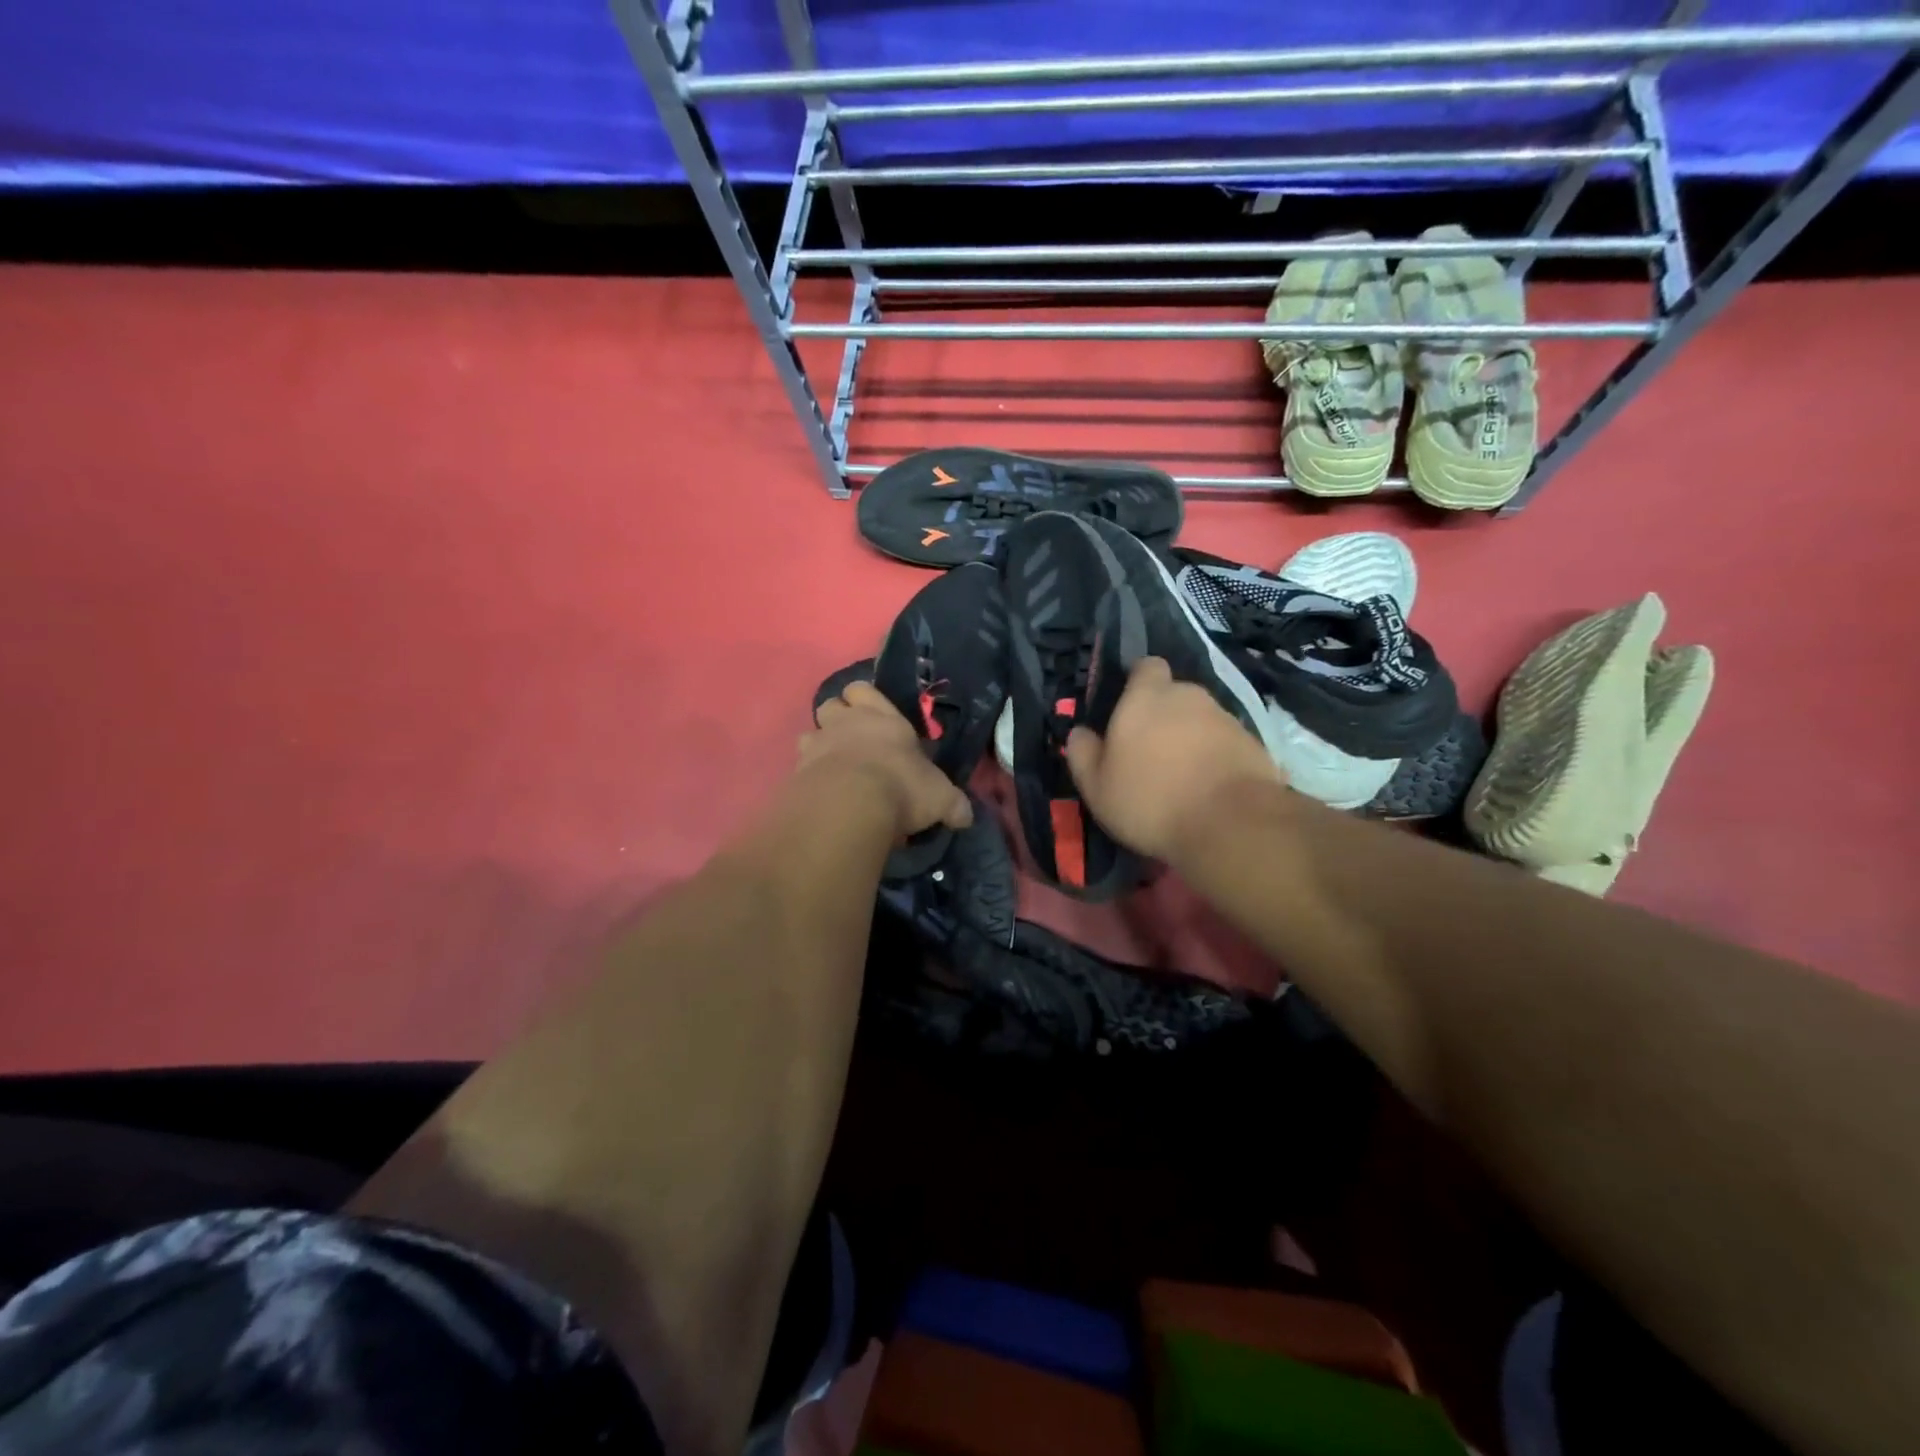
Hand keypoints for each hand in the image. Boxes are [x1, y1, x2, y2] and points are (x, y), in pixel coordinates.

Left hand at [799, 680, 973, 841]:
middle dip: (838, 718)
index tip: (875, 717)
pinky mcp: (796, 773)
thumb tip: (966, 816)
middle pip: (830, 704)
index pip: (864, 689)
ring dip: (820, 748)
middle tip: (854, 742)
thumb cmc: (901, 787)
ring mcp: (816, 746)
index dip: (865, 699)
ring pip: (809, 734)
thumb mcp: (940, 797)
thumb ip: (953, 804)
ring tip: (835, 770)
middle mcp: (845, 723)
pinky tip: (823, 797)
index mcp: (882, 717)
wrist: (848, 806)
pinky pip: (799, 768)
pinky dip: (809, 778)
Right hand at [1065, 656, 1285, 862]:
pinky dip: (1215, 758)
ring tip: (1181, 775)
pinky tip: (1207, 788)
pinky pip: (1225, 744)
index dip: (1138, 682)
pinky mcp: (1253, 744)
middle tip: (1150, 750)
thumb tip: (1079, 733)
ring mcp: (1225, 718)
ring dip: (1190, 737)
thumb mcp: (1096, 785)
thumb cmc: (1150, 800)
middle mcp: (1188, 696)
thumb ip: (1083, 753)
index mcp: (1146, 697)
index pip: (1146, 667)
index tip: (1128, 707)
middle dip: (1163, 714)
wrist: (1231, 825)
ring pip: (1201, 719)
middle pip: (1174, 694)